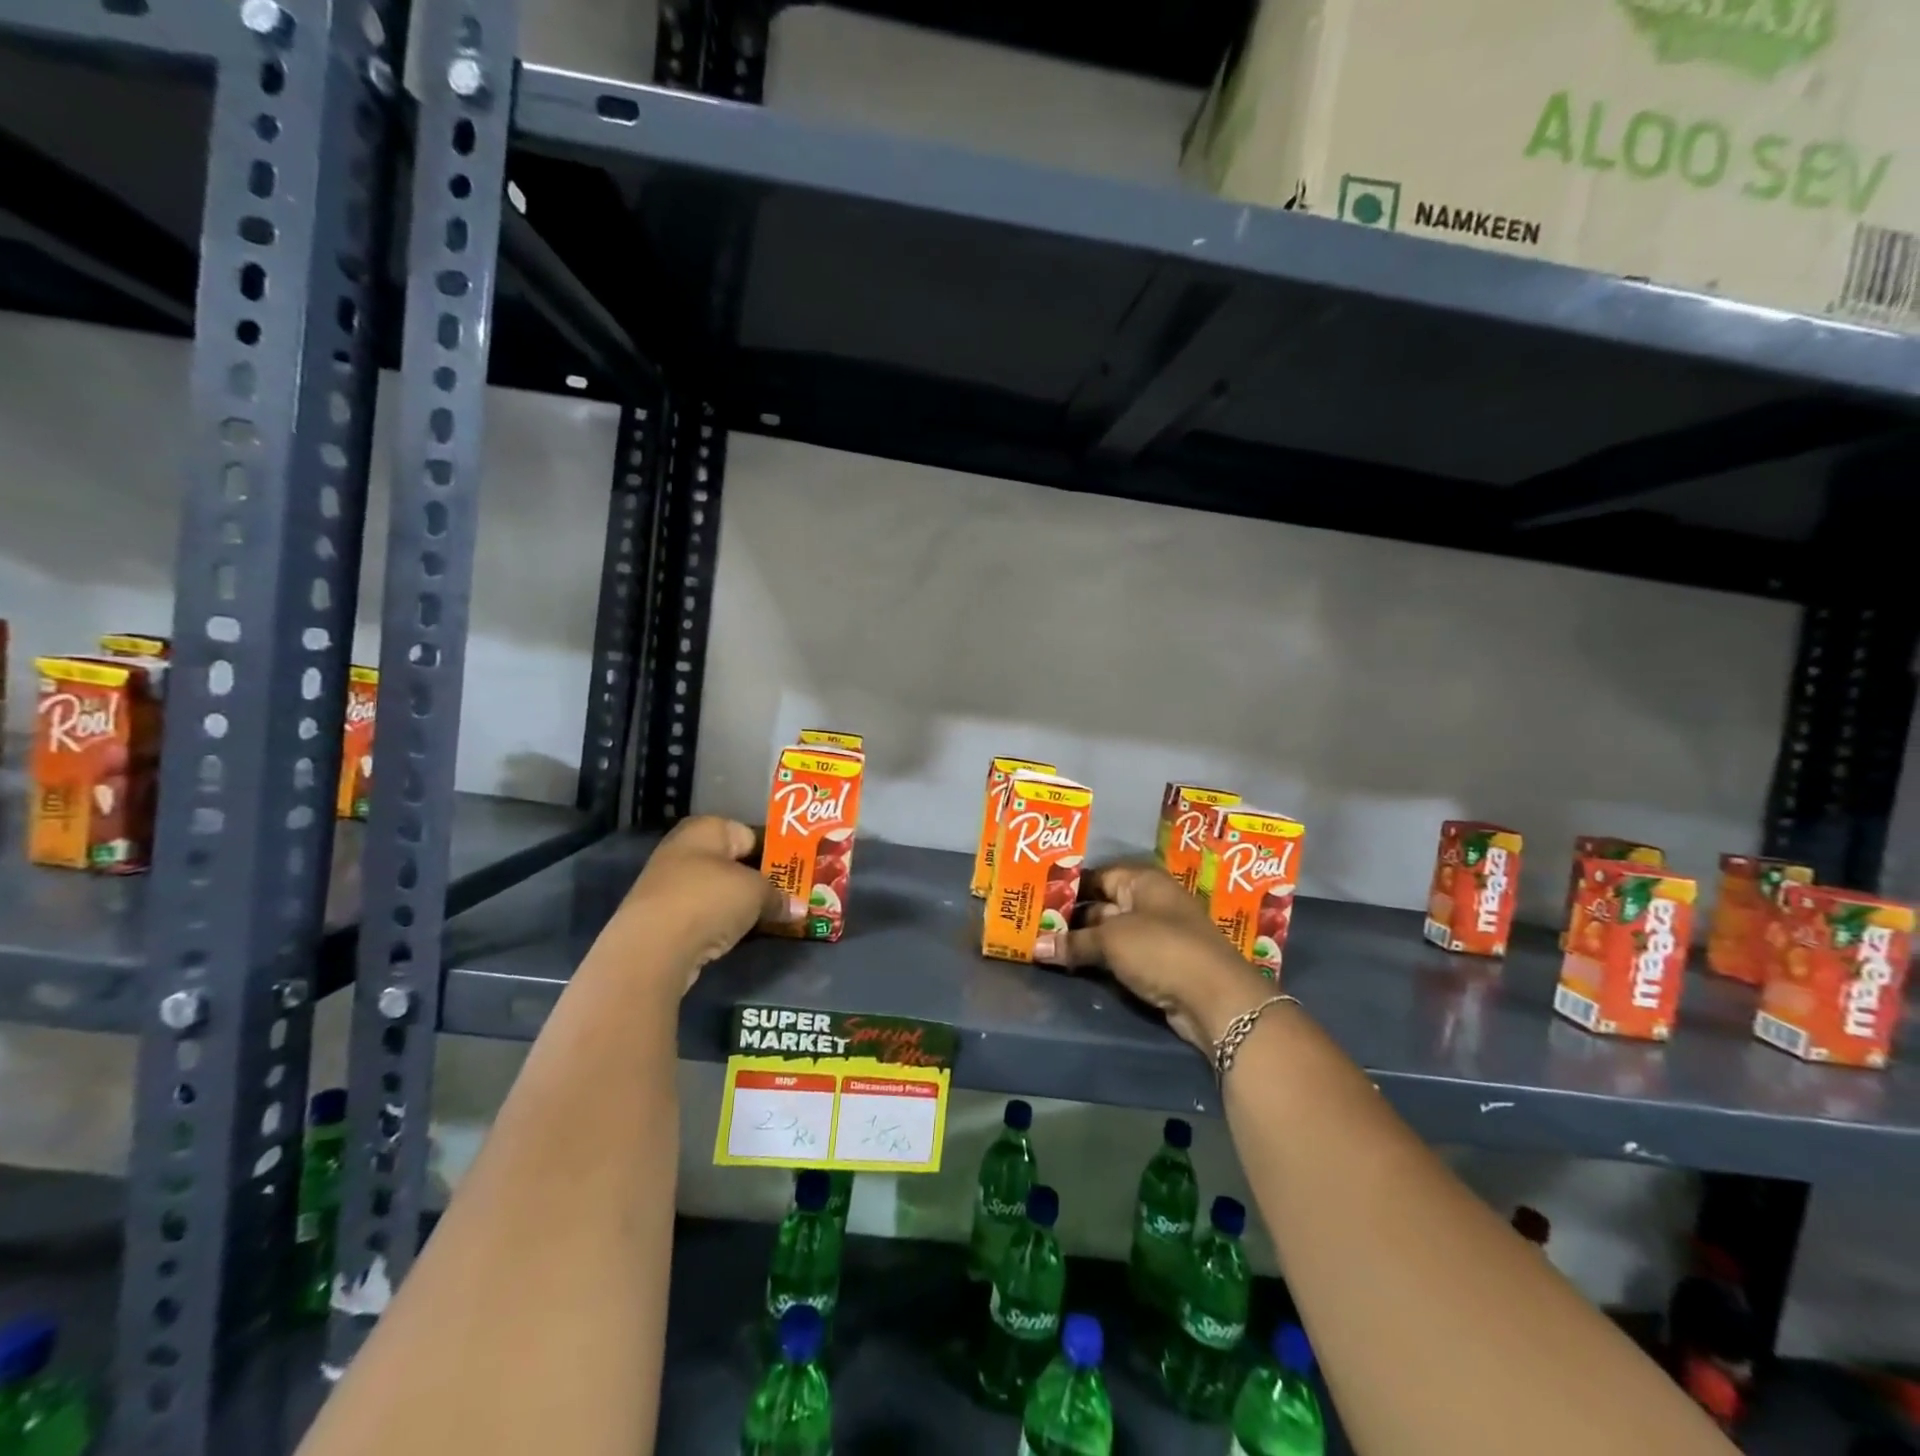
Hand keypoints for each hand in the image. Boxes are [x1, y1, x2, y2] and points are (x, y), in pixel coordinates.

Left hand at [616, 816, 803, 992]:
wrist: (652, 947)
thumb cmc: (709, 899)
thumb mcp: (757, 893)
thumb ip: (779, 897)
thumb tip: (800, 908)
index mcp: (707, 829)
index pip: (750, 833)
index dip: (775, 852)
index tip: (798, 872)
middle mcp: (684, 849)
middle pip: (733, 862)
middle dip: (759, 879)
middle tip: (789, 896)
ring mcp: (669, 884)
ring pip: (717, 890)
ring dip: (740, 903)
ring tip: (771, 917)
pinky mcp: (662, 918)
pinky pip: (703, 913)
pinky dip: (721, 921)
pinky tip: (739, 934)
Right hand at [1033, 862, 1274, 1050]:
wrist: (1216, 998)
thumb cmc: (1161, 950)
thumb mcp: (1111, 941)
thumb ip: (1073, 942)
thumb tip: (1036, 947)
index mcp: (1143, 881)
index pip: (1098, 876)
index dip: (1069, 886)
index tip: (1037, 897)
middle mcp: (1151, 902)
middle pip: (1103, 905)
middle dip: (1071, 917)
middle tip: (1033, 926)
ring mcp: (1157, 935)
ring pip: (1111, 933)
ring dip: (1083, 942)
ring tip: (1044, 947)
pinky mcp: (1160, 965)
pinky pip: (1122, 957)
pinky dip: (1100, 961)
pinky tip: (1072, 967)